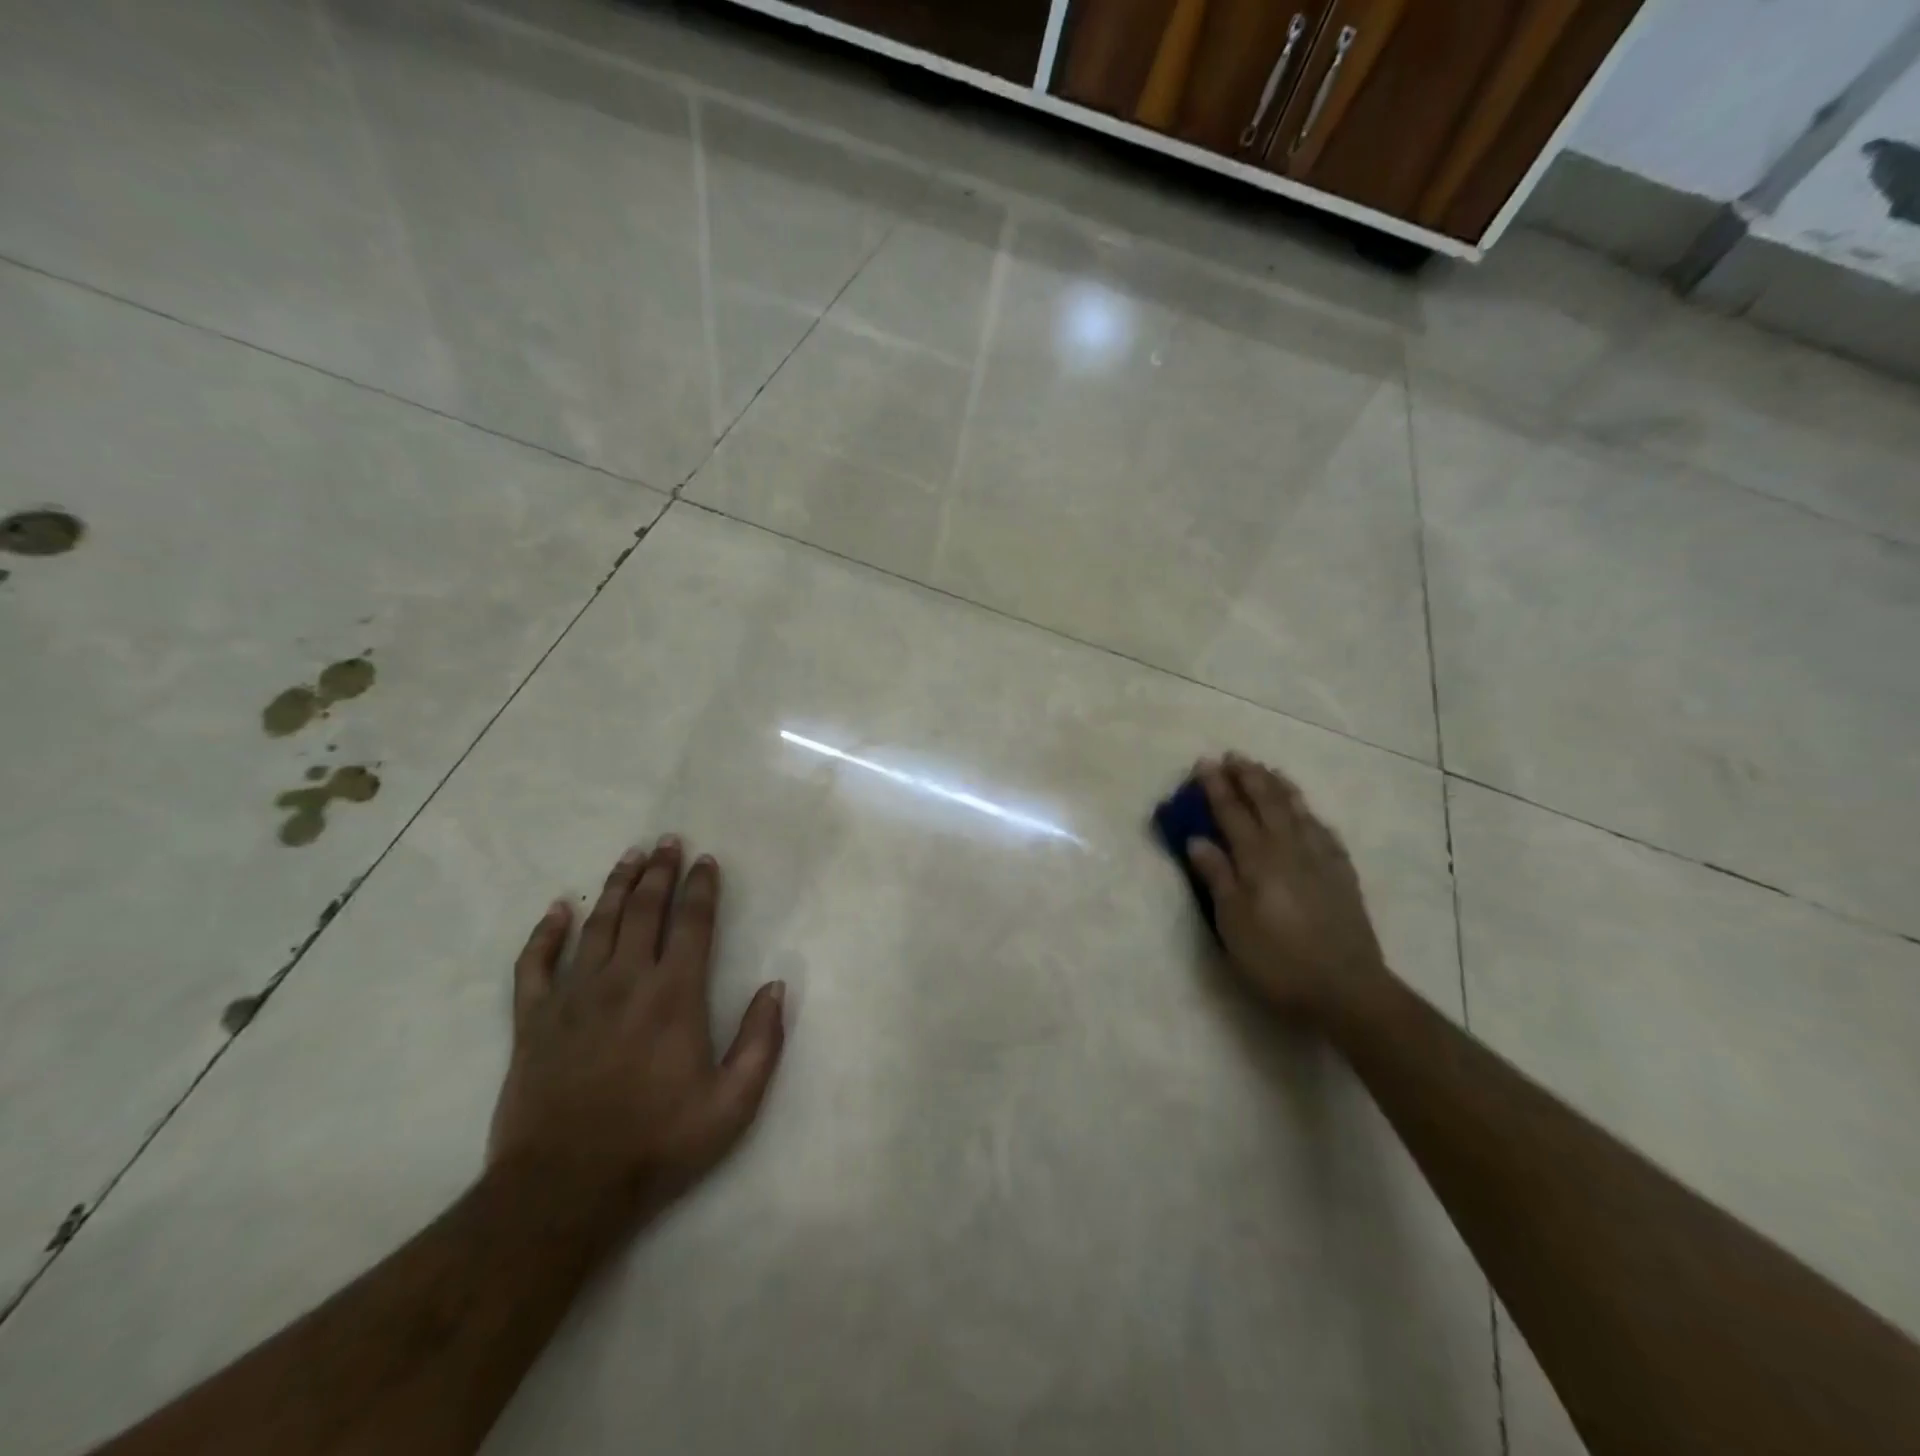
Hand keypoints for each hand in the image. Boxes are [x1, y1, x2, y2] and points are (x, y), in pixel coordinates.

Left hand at [488, 836, 785, 1225]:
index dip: (701, 888)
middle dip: (660, 871)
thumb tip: (776, 986)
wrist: (564, 1190)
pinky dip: (545, 933)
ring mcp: (575, 997)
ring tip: (629, 857)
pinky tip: (557, 910)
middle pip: (645, 910)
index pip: (693, 924)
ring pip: (597, 925)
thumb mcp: (733, 1104)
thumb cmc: (657, 1144)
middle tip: (667, 841)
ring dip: (616, 887)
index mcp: (675, 995)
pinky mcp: (533, 1020)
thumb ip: (762, 1041)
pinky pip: (535, 964)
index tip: (706, 861)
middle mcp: (625, 981)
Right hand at [1187, 754, 1390, 1021]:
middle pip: (1267, 803)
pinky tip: (1311, 816)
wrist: (1347, 990)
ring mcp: (1321, 861)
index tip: (1204, 763)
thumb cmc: (1278, 960)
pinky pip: (1326, 834)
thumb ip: (1217, 878)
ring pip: (1299, 812)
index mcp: (1258, 860)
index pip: (1232, 813)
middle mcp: (1289, 850)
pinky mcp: (1342, 877)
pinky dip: (1313, 818)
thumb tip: (1197, 840)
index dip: (1217, 787)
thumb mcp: (1234, 924)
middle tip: (1234, 756)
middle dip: (1249, 777)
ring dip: (1280, 788)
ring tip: (1269, 771)